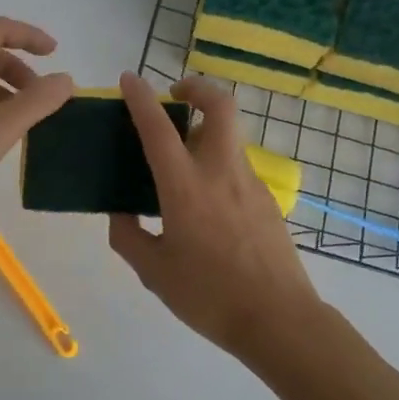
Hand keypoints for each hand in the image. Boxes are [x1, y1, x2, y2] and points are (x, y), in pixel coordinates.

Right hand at [107, 71, 322, 363]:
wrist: (279, 320)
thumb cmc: (209, 296)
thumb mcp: (154, 272)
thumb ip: (129, 236)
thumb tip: (119, 213)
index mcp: (185, 188)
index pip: (158, 129)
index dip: (141, 98)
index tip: (129, 78)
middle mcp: (221, 173)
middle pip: (219, 106)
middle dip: (197, 87)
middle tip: (175, 97)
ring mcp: (250, 183)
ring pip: (229, 135)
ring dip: (205, 129)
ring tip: (181, 159)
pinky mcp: (267, 200)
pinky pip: (237, 166)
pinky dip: (216, 162)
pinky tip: (204, 201)